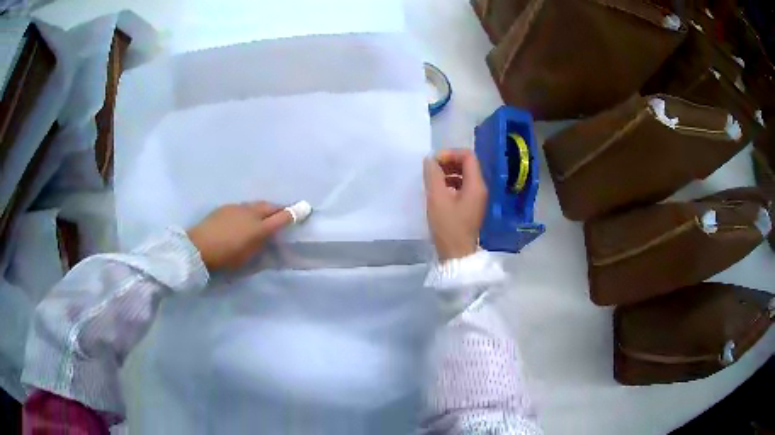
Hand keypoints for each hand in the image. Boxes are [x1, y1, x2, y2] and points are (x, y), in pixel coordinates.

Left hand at [187, 202, 292, 270]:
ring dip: (264, 209)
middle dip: (279, 209)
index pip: (281, 218)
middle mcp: (250, 213)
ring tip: (264, 216)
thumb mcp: (247, 259)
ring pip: (256, 205)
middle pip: (270, 207)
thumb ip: (261, 248)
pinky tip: (245, 218)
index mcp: (258, 228)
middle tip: (284, 214)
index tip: (306, 208)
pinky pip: (244, 207)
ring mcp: (237, 208)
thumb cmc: (225, 258)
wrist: (198, 247)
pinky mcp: (226, 208)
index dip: (294, 214)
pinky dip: (250, 211)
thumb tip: (270, 241)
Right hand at [423, 149, 486, 260]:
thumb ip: (433, 175)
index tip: (434, 162)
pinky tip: (438, 192)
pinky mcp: (470, 207)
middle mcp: (480, 189)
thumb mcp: (437, 198)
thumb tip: (430, 160)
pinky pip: (462, 188)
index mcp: (476, 185)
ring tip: (432, 180)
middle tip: (431, 170)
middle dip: (448, 162)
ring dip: (448, 173)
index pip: (468, 156)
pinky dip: (450, 184)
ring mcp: (476, 199)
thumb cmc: (448, 226)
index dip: (450, 154)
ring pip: (464, 176)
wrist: (456, 254)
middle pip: (467, 165)